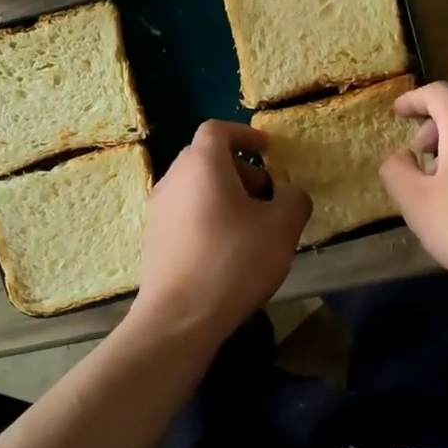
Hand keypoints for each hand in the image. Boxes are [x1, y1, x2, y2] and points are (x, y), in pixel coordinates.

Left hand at [132, 121, 311, 344]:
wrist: (179, 317)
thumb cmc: (233, 262)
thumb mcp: (281, 229)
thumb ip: (294, 200)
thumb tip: (291, 192)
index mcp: (202, 165)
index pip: (217, 130)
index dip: (244, 134)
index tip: (266, 149)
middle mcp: (173, 179)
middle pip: (204, 158)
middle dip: (238, 168)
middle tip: (264, 192)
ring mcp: (157, 210)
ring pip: (193, 187)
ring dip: (222, 194)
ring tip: (250, 225)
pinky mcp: (153, 238)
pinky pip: (183, 212)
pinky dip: (206, 215)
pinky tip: (226, 248)